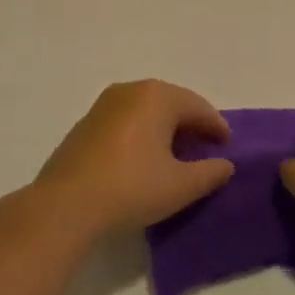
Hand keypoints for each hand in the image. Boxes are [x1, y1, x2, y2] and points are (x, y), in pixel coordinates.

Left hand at [33, 80, 234, 236]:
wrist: (66, 204)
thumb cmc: (132, 188)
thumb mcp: (181, 186)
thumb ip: (210, 173)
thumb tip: (225, 165)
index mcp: (157, 96)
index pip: (198, 107)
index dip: (217, 127)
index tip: (228, 147)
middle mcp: (131, 90)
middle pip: (172, 103)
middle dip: (191, 124)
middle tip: (205, 148)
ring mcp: (104, 104)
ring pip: (146, 110)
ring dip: (165, 128)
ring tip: (176, 155)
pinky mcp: (86, 123)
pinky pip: (126, 121)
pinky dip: (142, 133)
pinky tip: (144, 159)